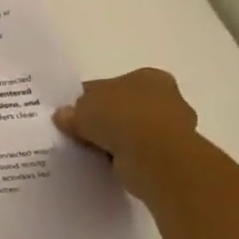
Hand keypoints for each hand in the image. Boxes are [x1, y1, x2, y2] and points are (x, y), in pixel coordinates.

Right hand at [53, 68, 199, 199]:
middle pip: (124, 107)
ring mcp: (174, 127)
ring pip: (133, 130)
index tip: (72, 113)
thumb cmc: (120, 117)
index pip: (110, 84)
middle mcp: (167, 97)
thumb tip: (64, 115)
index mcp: (147, 77)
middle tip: (80, 132)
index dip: (88, 98)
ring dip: (115, 139)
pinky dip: (125, 156)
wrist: (155, 155)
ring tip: (91, 150)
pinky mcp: (173, 153)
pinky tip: (107, 161)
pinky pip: (139, 151)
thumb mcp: (81, 109)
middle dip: (105, 119)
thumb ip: (72, 111)